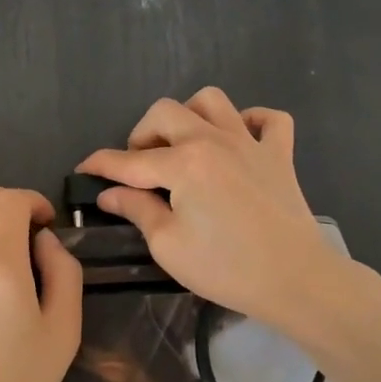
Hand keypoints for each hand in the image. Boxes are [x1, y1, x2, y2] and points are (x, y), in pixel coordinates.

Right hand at [77, 87, 341, 330]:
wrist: (296, 280)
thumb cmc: (226, 268)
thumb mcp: (168, 245)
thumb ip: (137, 209)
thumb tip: (109, 193)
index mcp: (183, 164)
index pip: (129, 160)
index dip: (101, 164)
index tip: (84, 168)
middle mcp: (213, 140)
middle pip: (165, 112)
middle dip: (142, 134)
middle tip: (141, 167)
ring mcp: (250, 143)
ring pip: (213, 101)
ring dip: (191, 116)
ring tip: (185, 146)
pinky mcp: (280, 155)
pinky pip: (269, 120)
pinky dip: (251, 122)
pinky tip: (239, 143)